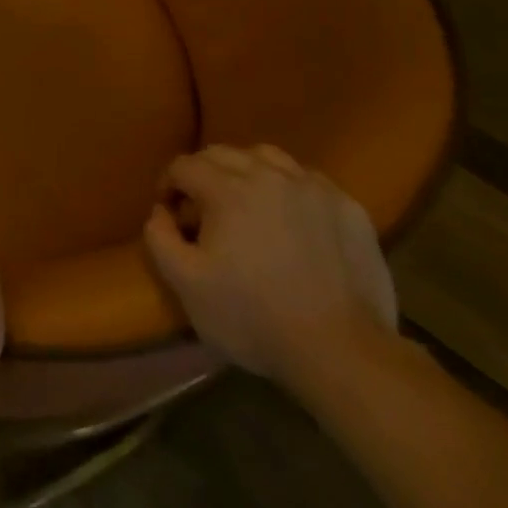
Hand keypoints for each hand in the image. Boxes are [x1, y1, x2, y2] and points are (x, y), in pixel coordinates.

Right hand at [143, 145, 396, 391]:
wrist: (342, 353)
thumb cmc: (254, 318)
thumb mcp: (186, 285)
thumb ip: (160, 238)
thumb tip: (160, 211)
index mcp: (226, 188)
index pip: (184, 165)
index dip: (169, 185)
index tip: (171, 213)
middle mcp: (268, 174)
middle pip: (223, 153)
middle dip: (203, 174)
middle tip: (203, 208)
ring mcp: (312, 187)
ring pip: (267, 157)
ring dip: (247, 171)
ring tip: (247, 203)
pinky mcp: (348, 208)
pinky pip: (308, 180)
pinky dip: (290, 188)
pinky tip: (292, 217)